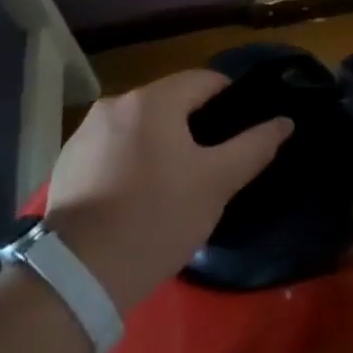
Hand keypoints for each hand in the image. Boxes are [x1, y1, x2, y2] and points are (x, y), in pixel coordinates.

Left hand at [45, 70, 290, 312]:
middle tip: (213, 163)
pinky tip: (136, 195)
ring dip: (160, 142)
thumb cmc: (158, 218)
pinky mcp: (68, 161)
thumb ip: (253, 146)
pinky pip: (112, 148)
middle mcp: (114, 103)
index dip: (231, 100)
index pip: (204, 80)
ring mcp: (85, 132)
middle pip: (169, 101)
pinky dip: (130, 159)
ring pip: (139, 126)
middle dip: (194, 124)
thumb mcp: (216, 183)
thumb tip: (284, 121)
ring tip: (175, 182)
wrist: (81, 272)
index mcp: (152, 100)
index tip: (243, 130)